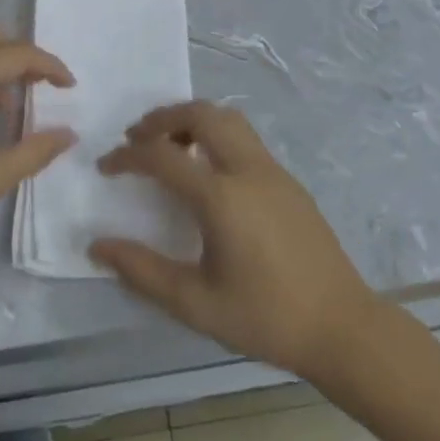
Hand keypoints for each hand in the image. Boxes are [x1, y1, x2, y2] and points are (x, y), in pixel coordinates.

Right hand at [90, 103, 377, 379]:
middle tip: (136, 138)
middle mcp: (247, 169)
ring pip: (227, 118)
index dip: (127, 156)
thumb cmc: (265, 317)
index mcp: (221, 196)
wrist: (341, 326)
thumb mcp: (196, 303)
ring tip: (170, 145)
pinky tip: (208, 170)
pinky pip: (244, 137)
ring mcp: (272, 170)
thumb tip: (98, 246)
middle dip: (162, 118)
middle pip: (200, 114)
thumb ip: (143, 271)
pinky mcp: (288, 179)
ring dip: (193, 119)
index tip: (106, 167)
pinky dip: (216, 134)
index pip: (162, 156)